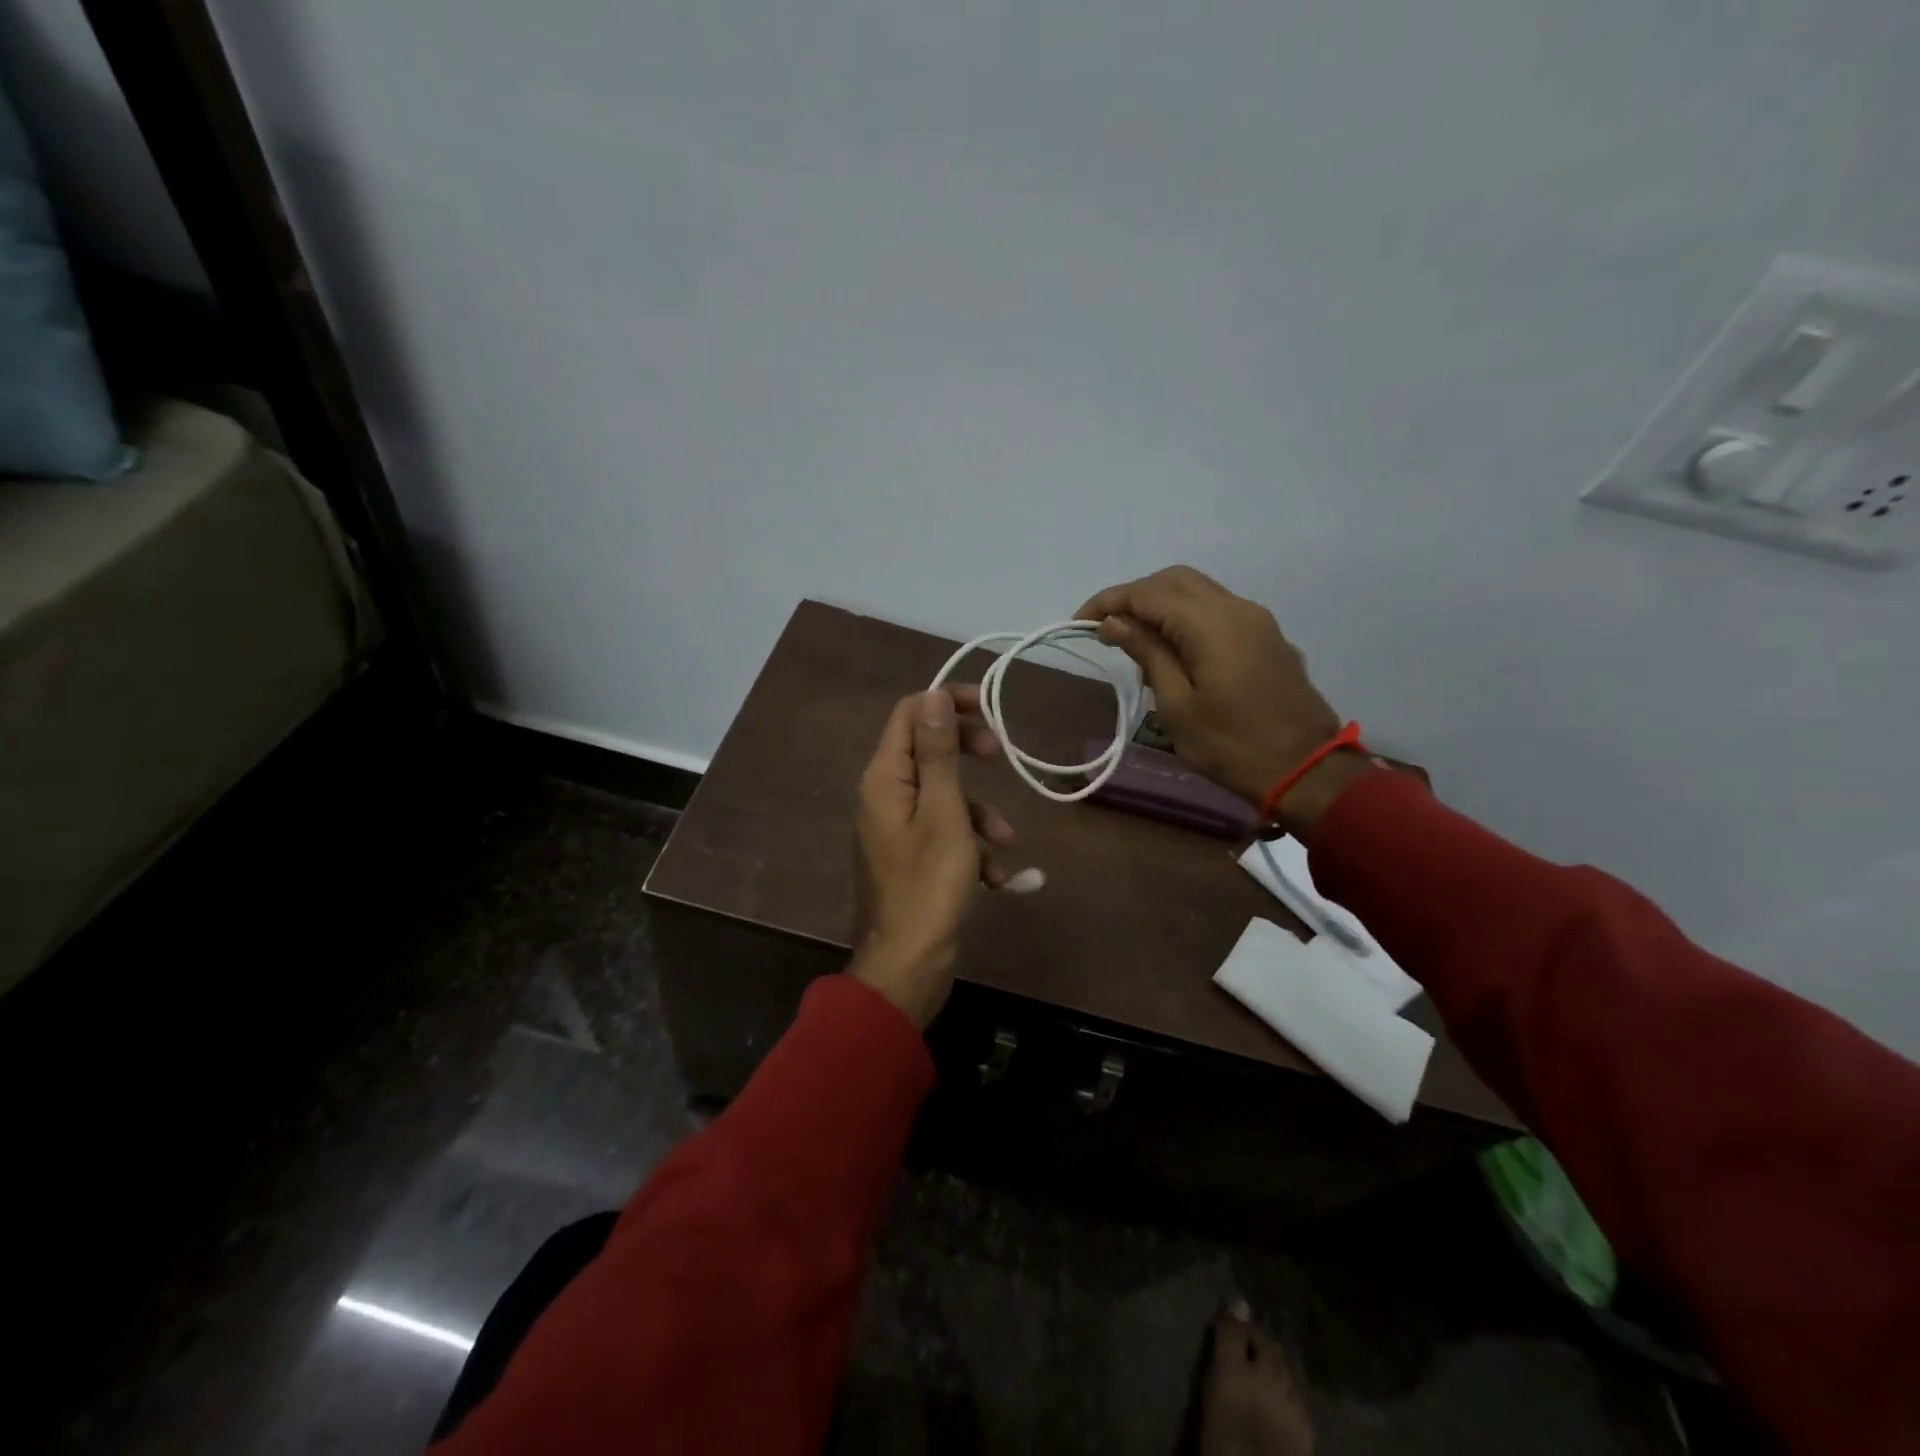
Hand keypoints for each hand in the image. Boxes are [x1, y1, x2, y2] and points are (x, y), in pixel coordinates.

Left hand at [851, 687, 1014, 1027]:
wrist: (908, 965)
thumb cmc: (929, 886)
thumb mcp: (944, 812)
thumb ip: (938, 753)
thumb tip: (933, 695)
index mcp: (885, 777)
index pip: (910, 713)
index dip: (948, 701)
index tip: (990, 707)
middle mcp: (884, 795)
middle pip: (928, 749)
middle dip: (969, 752)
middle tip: (1000, 756)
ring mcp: (897, 827)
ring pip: (944, 796)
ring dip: (979, 812)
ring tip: (1004, 841)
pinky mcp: (911, 856)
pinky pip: (945, 833)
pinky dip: (971, 847)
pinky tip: (996, 879)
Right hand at [1076, 565, 1366, 831]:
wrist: (1306, 769)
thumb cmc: (1231, 745)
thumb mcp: (1177, 705)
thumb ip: (1147, 654)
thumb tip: (1115, 622)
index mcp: (1211, 623)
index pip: (1148, 593)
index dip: (1109, 602)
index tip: (1078, 624)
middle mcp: (1236, 608)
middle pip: (1175, 580)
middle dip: (1134, 596)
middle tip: (1105, 627)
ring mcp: (1256, 620)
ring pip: (1199, 592)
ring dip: (1161, 605)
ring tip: (1133, 639)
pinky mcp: (1266, 637)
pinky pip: (1218, 610)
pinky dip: (1186, 617)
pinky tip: (1172, 650)